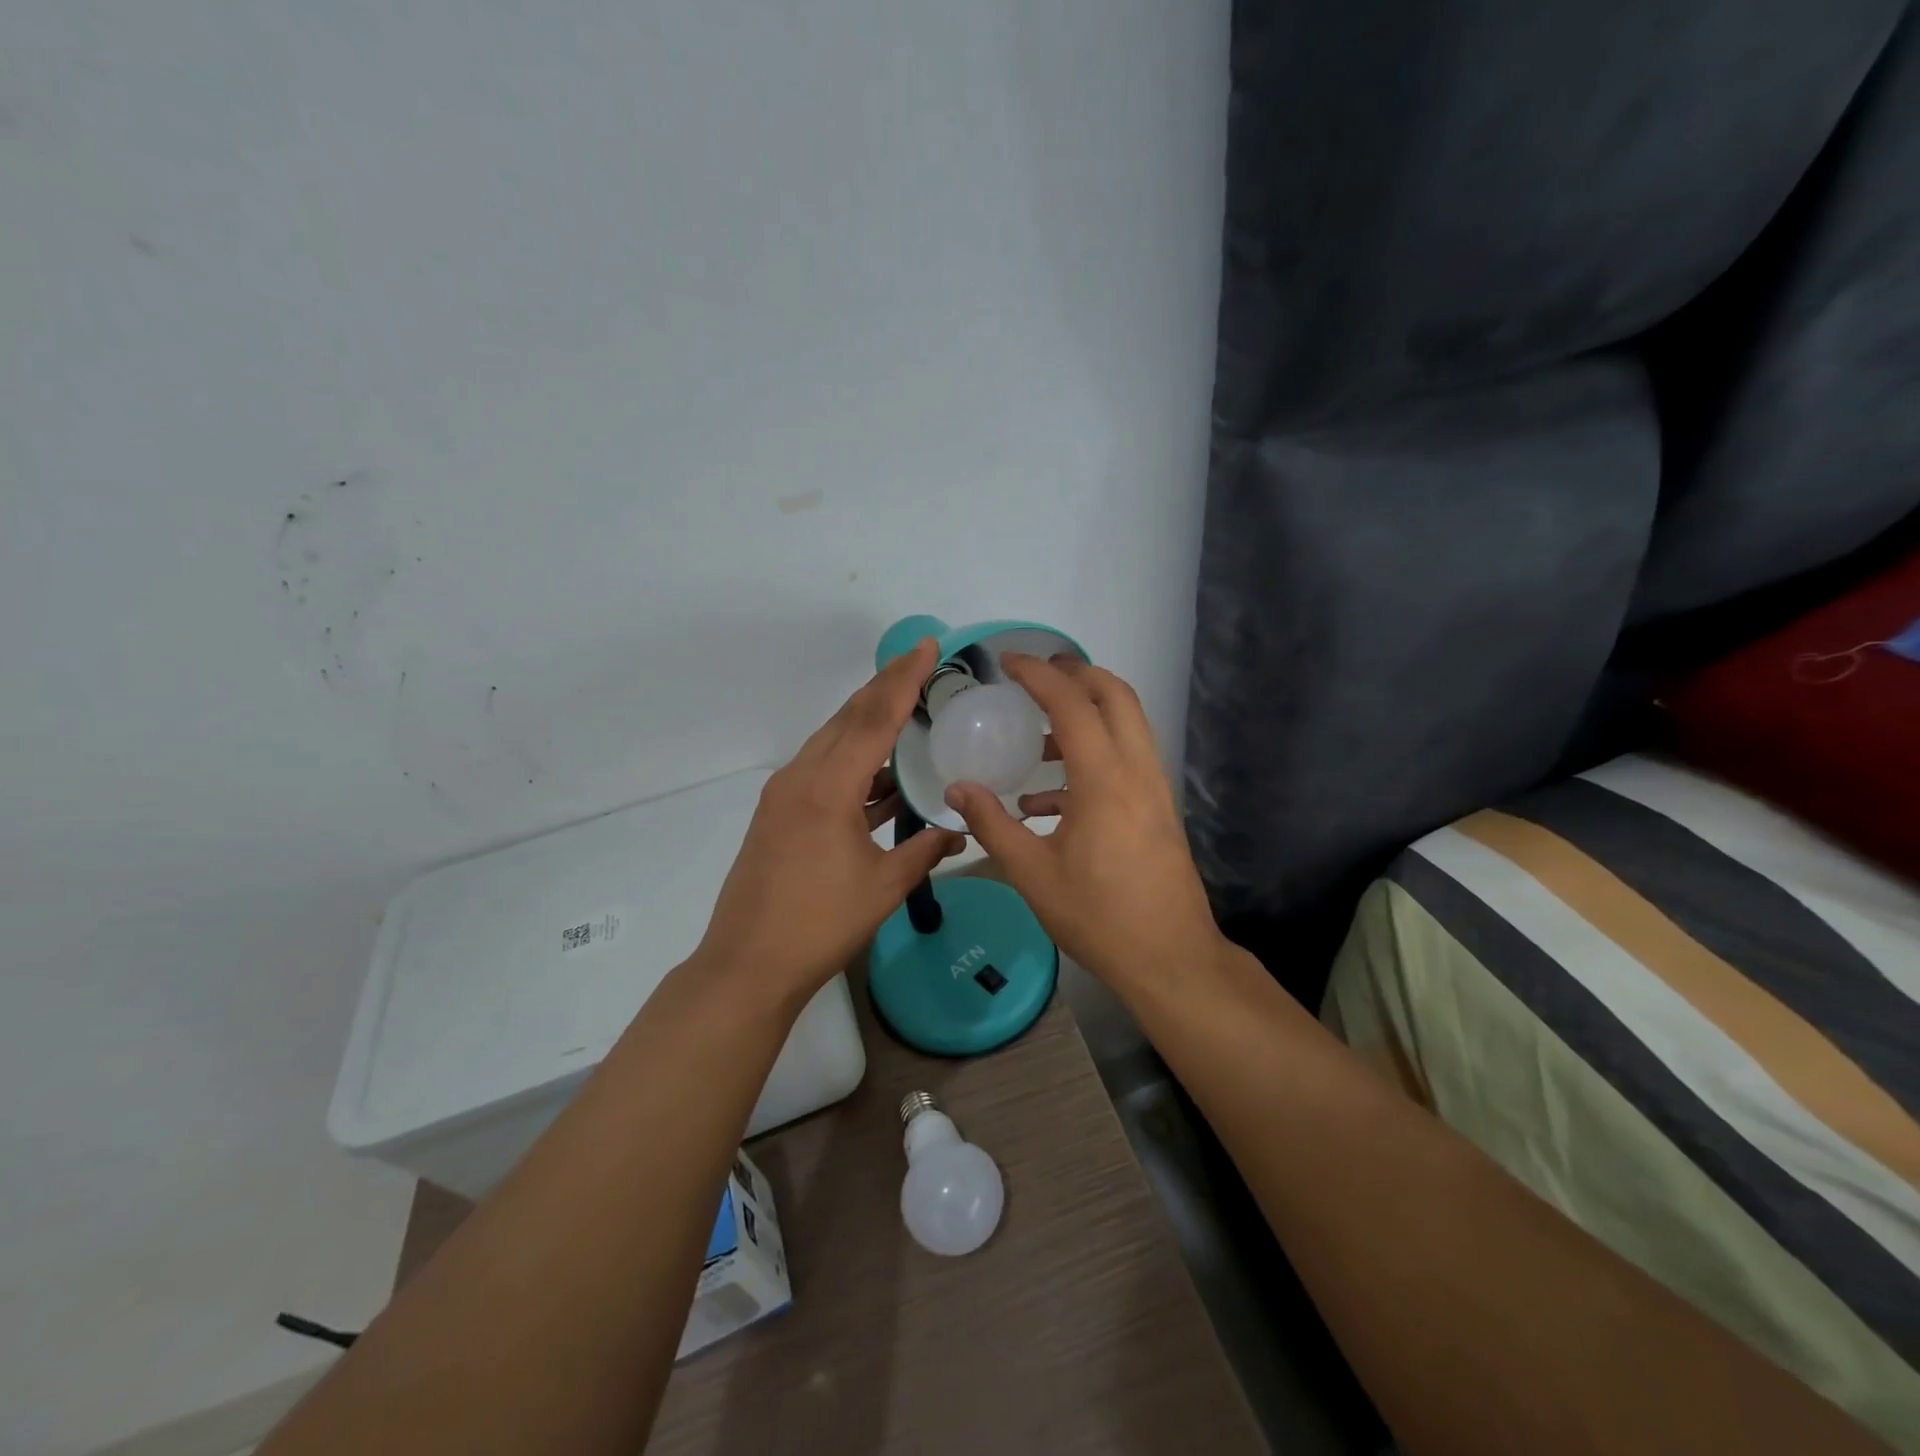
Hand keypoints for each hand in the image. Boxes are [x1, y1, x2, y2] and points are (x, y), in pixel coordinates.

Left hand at [694, 638, 966, 1004]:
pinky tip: (881, 774)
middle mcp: (801, 778)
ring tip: (907, 710)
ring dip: (868, 722)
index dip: (903, 680)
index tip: (926, 647)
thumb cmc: (820, 924)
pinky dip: (854, 760)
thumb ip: (924, 851)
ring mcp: (784, 794)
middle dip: (885, 687)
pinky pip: (823, 768)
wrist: (748, 964)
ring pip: (832, 741)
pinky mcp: (778, 813)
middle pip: (848, 718)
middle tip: (919, 663)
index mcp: (828, 789)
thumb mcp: (883, 887)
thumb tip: (959, 833)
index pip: (873, 719)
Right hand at [943, 654, 1225, 992]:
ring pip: (1128, 724)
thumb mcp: (1032, 873)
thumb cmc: (1097, 916)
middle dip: (1077, 674)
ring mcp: (1154, 789)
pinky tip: (1050, 798)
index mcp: (1104, 780)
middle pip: (1116, 695)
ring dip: (1088, 713)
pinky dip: (1093, 755)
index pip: (1072, 704)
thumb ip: (992, 824)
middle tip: (1037, 676)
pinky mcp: (1159, 809)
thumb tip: (957, 788)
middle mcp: (1137, 771)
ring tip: (1039, 734)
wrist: (1170, 958)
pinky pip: (1127, 760)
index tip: (1009, 662)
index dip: (1039, 675)